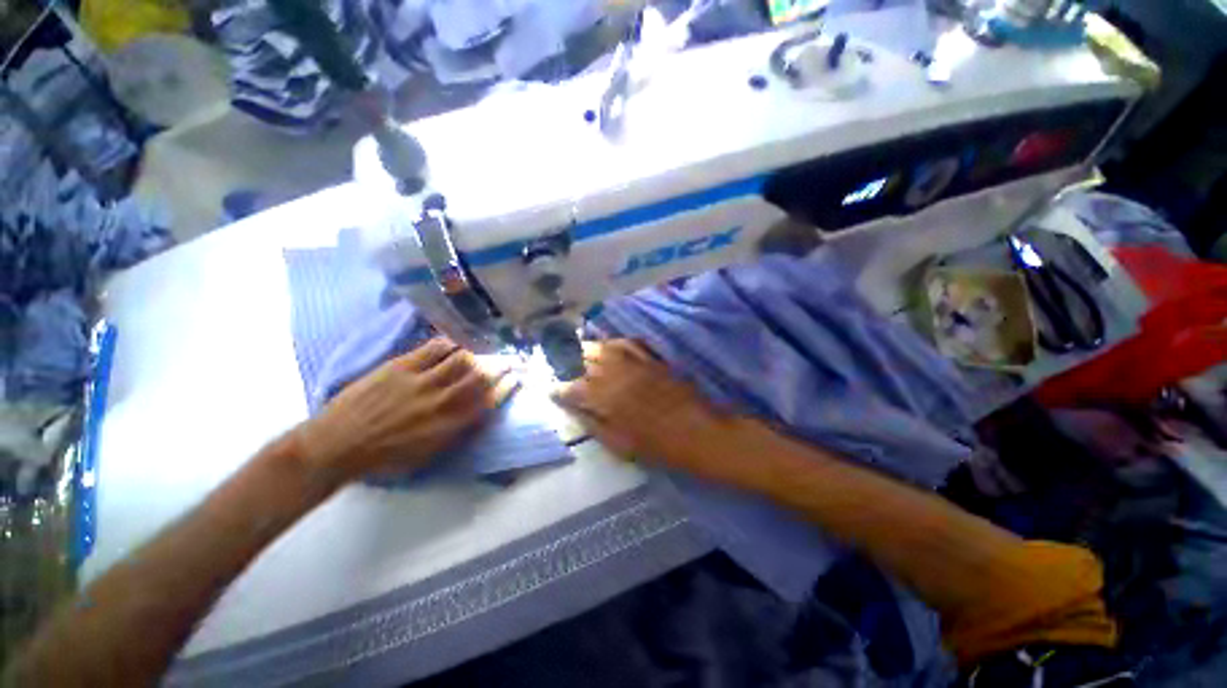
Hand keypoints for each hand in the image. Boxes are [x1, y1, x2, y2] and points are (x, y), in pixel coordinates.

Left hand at [296, 338, 513, 480]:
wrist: (336, 446)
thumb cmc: (384, 458)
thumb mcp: (428, 455)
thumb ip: (456, 432)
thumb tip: (478, 413)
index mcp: (449, 425)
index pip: (488, 401)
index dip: (506, 387)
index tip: (516, 379)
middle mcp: (441, 400)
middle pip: (480, 376)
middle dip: (500, 366)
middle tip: (510, 360)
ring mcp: (421, 380)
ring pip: (461, 359)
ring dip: (477, 355)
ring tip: (482, 353)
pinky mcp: (401, 366)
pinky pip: (434, 348)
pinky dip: (449, 344)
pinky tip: (454, 345)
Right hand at [554, 340, 745, 483]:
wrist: (699, 433)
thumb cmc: (659, 447)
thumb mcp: (620, 446)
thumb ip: (594, 425)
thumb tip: (574, 410)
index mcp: (606, 400)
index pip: (573, 388)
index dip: (559, 388)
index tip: (551, 389)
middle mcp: (617, 376)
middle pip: (584, 362)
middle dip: (565, 361)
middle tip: (556, 362)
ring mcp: (636, 365)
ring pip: (603, 348)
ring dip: (585, 347)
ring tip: (574, 348)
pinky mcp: (652, 360)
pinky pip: (629, 344)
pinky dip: (614, 342)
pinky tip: (607, 344)